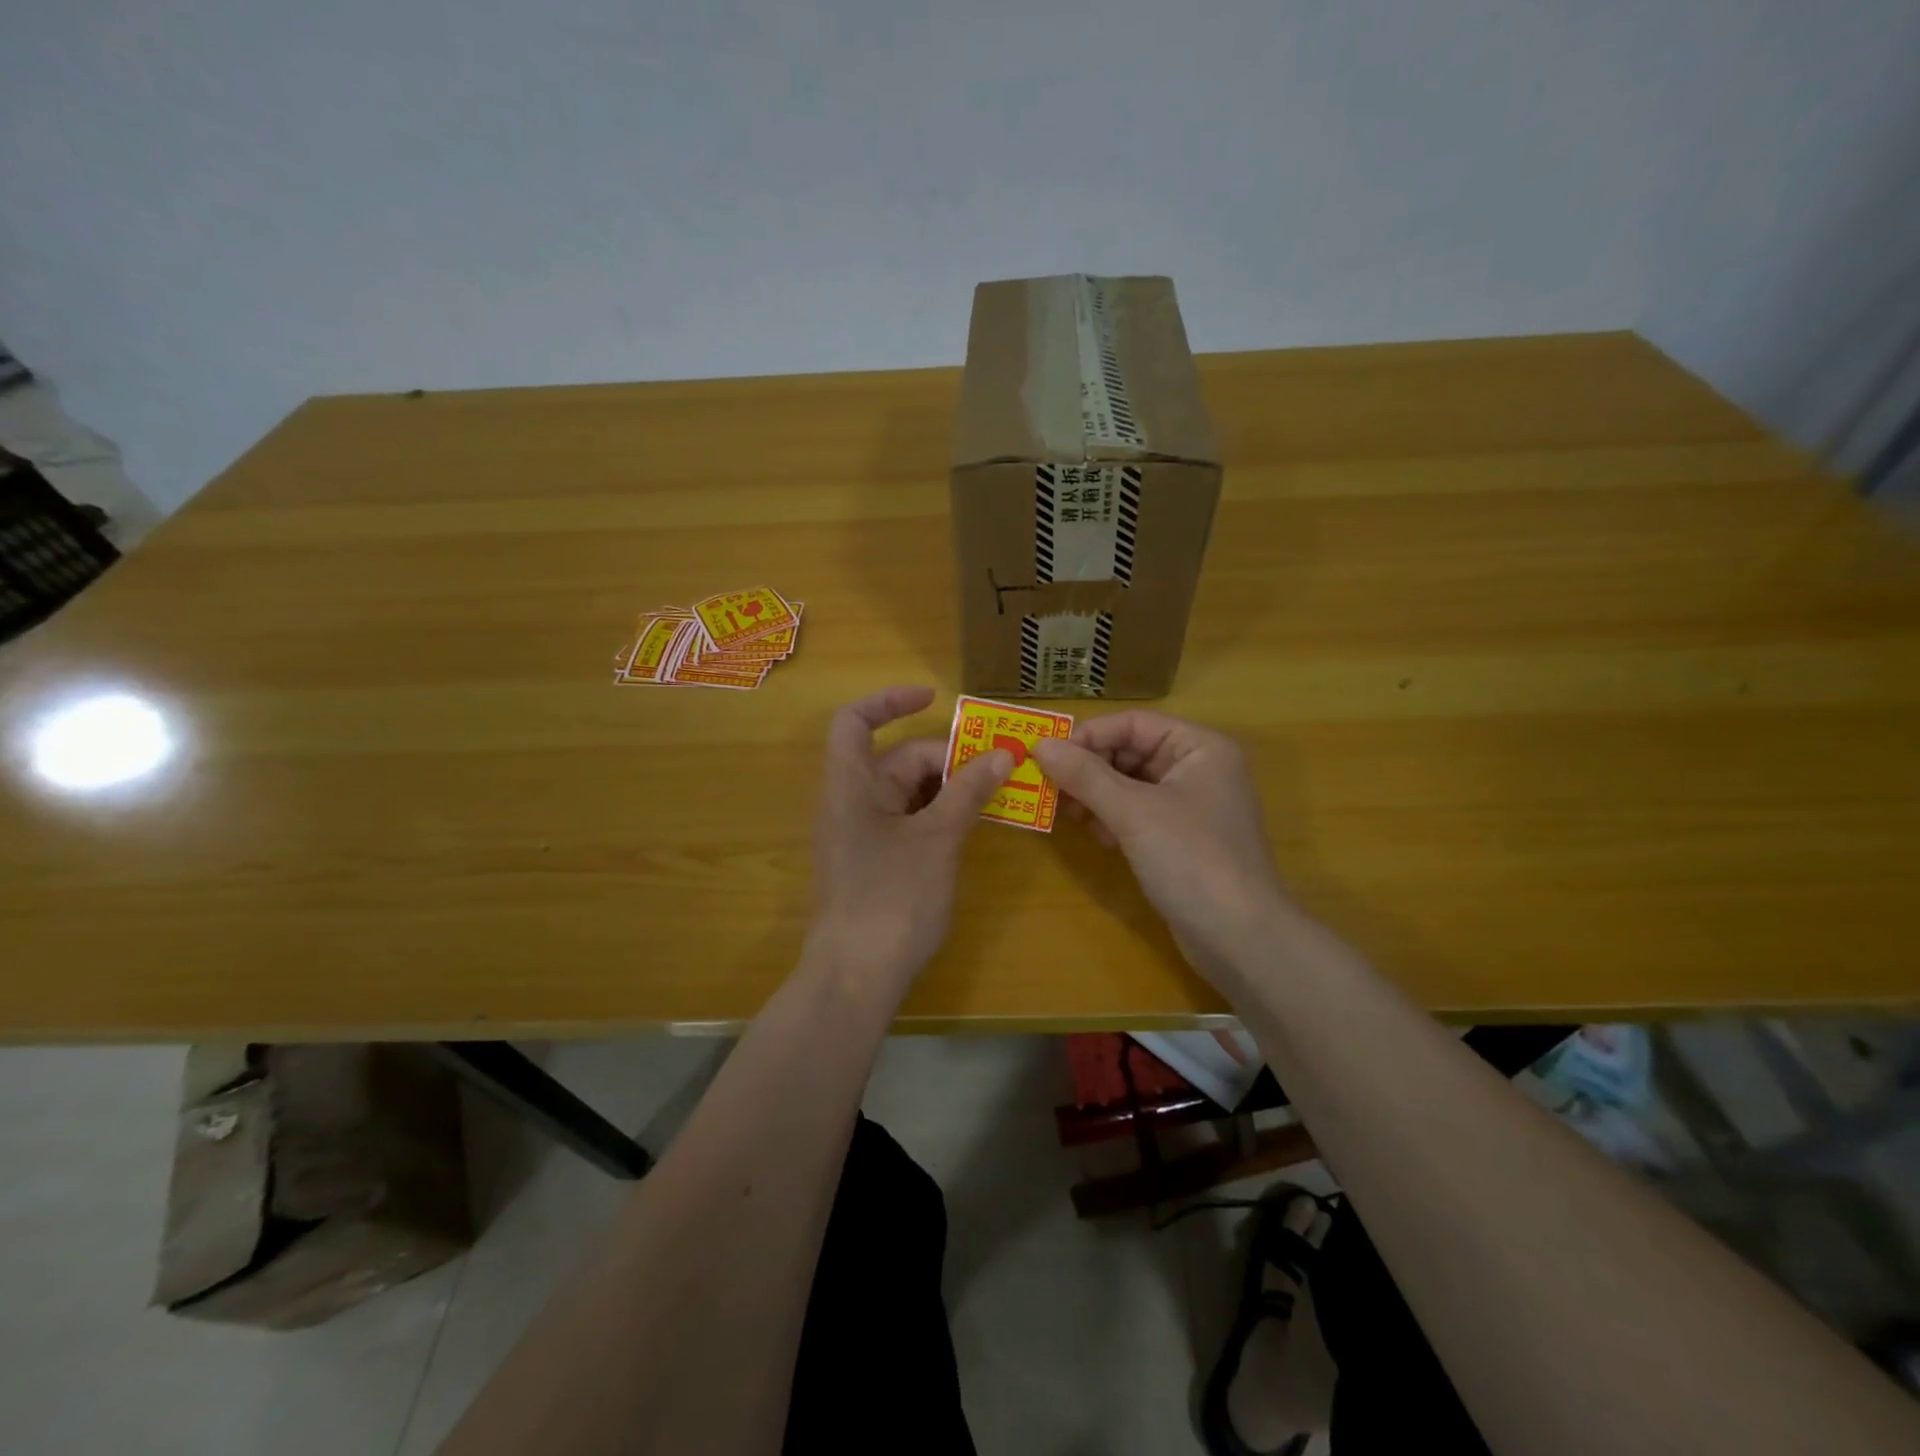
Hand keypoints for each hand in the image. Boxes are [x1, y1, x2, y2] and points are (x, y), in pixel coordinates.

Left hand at [808, 685, 1012, 989]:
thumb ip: (968, 792)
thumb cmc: (892, 899)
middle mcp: (850, 802)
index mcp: (850, 785)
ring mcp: (861, 834)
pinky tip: (972, 825)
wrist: (856, 978)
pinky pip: (907, 821)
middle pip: (897, 759)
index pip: (855, 721)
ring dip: (948, 788)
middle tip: (999, 768)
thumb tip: (1003, 755)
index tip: (935, 698)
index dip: (890, 701)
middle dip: (946, 758)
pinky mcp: (873, 862)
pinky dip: (938, 816)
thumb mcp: (937, 839)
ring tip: (996, 793)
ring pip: (907, 793)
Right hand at [1031, 712, 1290, 983]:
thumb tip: (1039, 745)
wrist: (1240, 938)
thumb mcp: (1133, 812)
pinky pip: (1137, 813)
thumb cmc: (1191, 859)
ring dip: (1095, 794)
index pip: (1133, 723)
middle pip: (1131, 751)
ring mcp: (1191, 806)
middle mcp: (1198, 768)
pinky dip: (1111, 818)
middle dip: (1089, 768)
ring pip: (1130, 784)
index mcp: (1199, 747)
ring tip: (1063, 811)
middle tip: (1047, 786)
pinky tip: (1092, 833)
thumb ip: (1084, 775)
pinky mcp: (1181, 839)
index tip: (1046, 756)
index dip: (1088, 735)